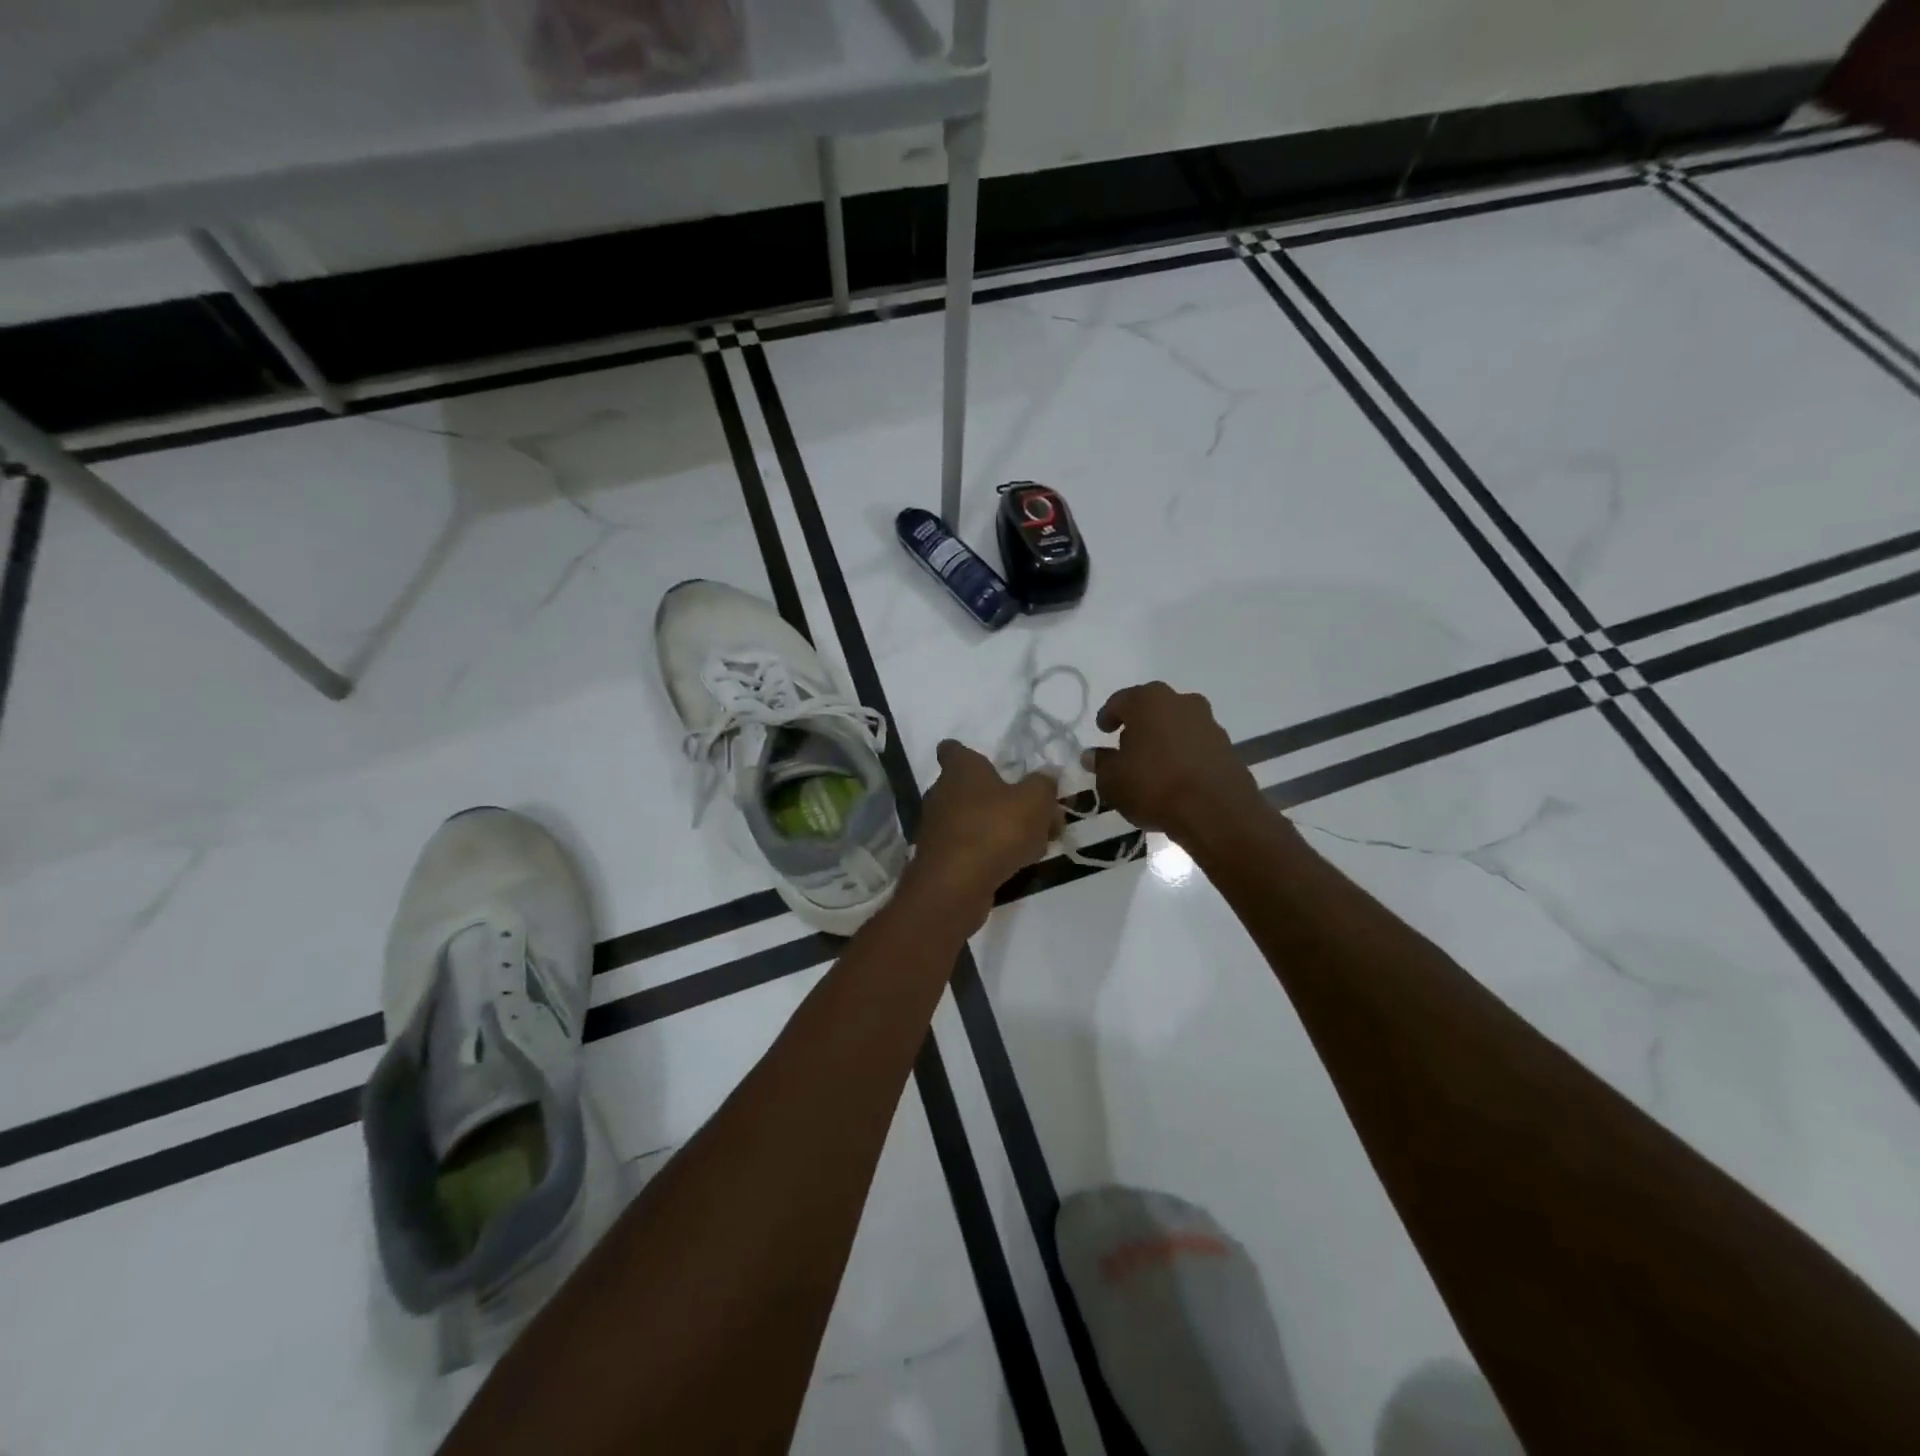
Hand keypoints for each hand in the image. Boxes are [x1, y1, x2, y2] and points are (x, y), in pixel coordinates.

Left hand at [909, 741, 1062, 912]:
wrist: (956, 885)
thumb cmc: (996, 829)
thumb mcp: (1035, 801)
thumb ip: (1044, 784)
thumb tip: (1046, 776)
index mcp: (960, 769)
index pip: (952, 749)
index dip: (967, 753)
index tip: (989, 765)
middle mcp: (941, 793)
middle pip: (971, 788)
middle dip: (999, 798)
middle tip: (1033, 813)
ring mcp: (936, 827)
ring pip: (972, 820)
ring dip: (998, 828)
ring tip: (1033, 844)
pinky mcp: (938, 858)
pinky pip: (969, 846)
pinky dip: (987, 852)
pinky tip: (1013, 865)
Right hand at [1084, 681, 1261, 842]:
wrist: (1216, 811)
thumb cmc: (1153, 785)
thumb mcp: (1112, 779)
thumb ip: (1101, 763)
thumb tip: (1092, 755)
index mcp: (1149, 701)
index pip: (1121, 701)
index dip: (1108, 716)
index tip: (1102, 730)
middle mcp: (1181, 702)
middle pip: (1153, 709)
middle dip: (1139, 725)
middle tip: (1126, 747)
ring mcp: (1209, 723)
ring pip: (1177, 726)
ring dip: (1164, 740)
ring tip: (1152, 766)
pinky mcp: (1227, 747)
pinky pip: (1196, 746)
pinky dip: (1184, 756)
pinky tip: (1175, 777)